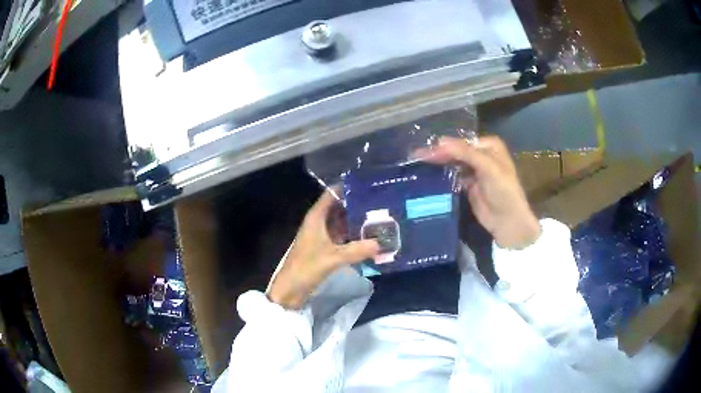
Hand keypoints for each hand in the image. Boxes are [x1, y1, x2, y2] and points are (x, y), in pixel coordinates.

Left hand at [267, 190, 379, 308]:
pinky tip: (369, 238)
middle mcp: (318, 222)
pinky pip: (341, 236)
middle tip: (380, 204)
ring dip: (356, 221)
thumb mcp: (333, 258)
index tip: (368, 186)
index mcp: (316, 217)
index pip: (332, 194)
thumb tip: (380, 244)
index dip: (348, 188)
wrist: (290, 289)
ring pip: (341, 222)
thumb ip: (357, 250)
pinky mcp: (324, 248)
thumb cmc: (307, 268)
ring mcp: (321, 235)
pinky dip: (353, 236)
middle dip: (357, 205)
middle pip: (339, 207)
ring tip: (379, 218)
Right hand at [414, 136, 540, 248]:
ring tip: (417, 163)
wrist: (507, 221)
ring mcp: (473, 170)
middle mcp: (481, 155)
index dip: (445, 145)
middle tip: (417, 156)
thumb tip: (439, 141)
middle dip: (438, 153)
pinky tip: (426, 175)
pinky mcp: (467, 185)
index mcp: (489, 146)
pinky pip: (452, 177)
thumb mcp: (487, 167)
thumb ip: (465, 152)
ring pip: (452, 163)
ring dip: (438, 164)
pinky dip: (441, 176)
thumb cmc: (503, 190)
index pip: (462, 142)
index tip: (426, 150)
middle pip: (456, 151)